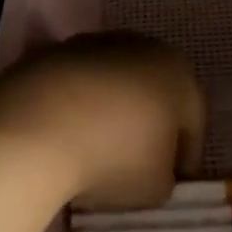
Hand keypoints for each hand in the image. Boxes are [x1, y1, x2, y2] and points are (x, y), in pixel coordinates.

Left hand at [0, 33, 205, 211]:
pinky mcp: (57, 50)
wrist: (38, 126)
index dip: (184, 155)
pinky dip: (77, 105)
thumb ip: (165, 176)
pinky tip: (64, 135)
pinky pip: (78, 83)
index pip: (193, 118)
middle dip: (149, 124)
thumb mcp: (156, 188)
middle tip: (136, 163)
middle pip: (154, 91)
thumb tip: (154, 170)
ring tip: (94, 150)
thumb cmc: (115, 156)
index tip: (171, 182)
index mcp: (179, 74)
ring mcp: (97, 43)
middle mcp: (144, 47)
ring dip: (111, 111)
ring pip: (115, 82)